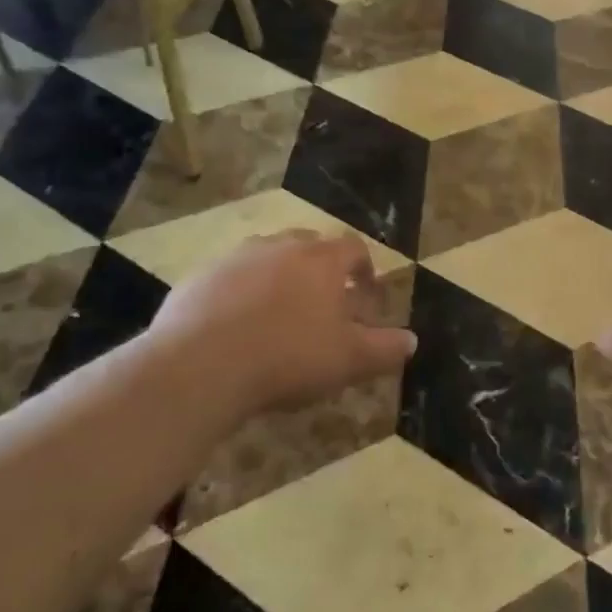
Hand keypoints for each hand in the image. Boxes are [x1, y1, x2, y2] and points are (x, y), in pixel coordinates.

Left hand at [141, 230, 416, 417]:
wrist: (200, 365)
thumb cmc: (288, 357)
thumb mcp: (348, 360)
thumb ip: (385, 348)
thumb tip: (412, 340)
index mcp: (321, 260)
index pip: (353, 248)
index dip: (365, 270)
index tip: (367, 296)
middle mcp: (280, 246)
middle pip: (309, 245)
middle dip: (321, 270)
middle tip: (324, 304)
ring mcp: (236, 258)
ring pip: (267, 257)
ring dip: (279, 278)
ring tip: (278, 315)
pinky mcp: (199, 277)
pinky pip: (229, 278)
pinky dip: (240, 294)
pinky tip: (236, 328)